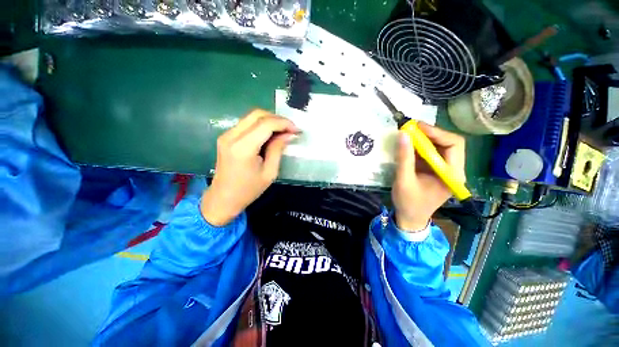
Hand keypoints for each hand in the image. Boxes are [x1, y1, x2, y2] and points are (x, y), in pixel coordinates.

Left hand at [201, 110, 298, 225]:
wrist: (223, 198)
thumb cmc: (248, 190)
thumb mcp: (269, 172)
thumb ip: (278, 150)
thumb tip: (288, 135)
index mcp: (243, 148)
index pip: (266, 124)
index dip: (284, 123)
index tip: (296, 130)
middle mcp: (232, 136)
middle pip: (257, 114)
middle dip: (277, 119)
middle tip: (290, 129)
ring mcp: (226, 135)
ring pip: (251, 116)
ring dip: (269, 120)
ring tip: (283, 131)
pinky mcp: (226, 137)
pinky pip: (246, 123)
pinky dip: (261, 125)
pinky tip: (270, 134)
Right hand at [392, 122, 465, 231]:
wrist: (410, 218)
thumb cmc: (409, 202)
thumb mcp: (404, 180)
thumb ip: (404, 158)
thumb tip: (403, 134)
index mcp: (452, 174)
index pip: (454, 145)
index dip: (436, 132)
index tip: (416, 127)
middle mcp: (453, 170)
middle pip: (448, 143)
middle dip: (429, 134)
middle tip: (410, 128)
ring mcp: (443, 170)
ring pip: (438, 147)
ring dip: (423, 139)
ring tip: (407, 134)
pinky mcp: (434, 171)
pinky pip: (430, 154)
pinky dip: (418, 147)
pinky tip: (407, 145)